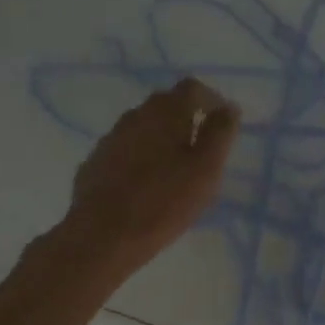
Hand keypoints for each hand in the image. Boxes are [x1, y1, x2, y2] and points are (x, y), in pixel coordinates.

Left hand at [54, 78, 238, 283]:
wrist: (102, 236)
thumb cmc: (163, 202)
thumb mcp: (206, 170)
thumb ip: (220, 134)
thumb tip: (229, 107)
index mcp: (165, 112)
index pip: (192, 88)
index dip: (211, 101)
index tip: (222, 125)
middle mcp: (134, 116)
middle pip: (165, 105)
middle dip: (186, 119)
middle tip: (202, 150)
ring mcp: (110, 139)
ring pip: (143, 128)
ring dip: (161, 139)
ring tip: (174, 170)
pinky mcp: (95, 163)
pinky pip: (124, 151)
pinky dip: (140, 158)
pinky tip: (145, 186)